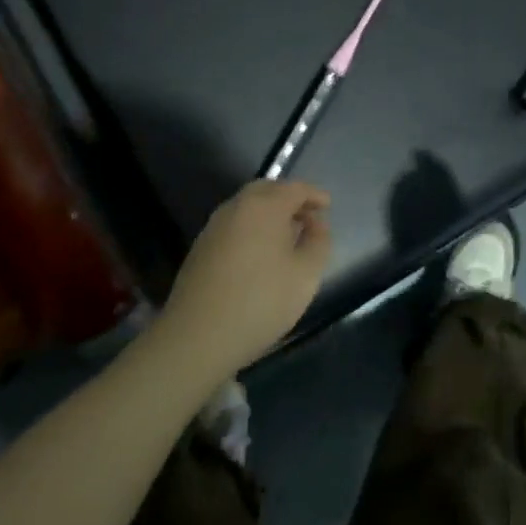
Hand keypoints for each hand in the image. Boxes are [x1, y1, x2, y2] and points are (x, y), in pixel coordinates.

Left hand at [153, 179, 332, 380]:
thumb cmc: (261, 301)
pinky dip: (252, 228)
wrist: (198, 335)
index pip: (295, 188)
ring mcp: (213, 227)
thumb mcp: (306, 274)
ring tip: (287, 237)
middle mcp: (235, 208)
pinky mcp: (201, 248)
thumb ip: (318, 241)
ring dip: (269, 214)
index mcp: (264, 206)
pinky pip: (234, 226)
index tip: (327, 206)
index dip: (314, 195)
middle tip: (307, 218)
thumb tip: (315, 223)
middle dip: (289, 199)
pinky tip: (260, 254)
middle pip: (267, 191)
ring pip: (247, 208)